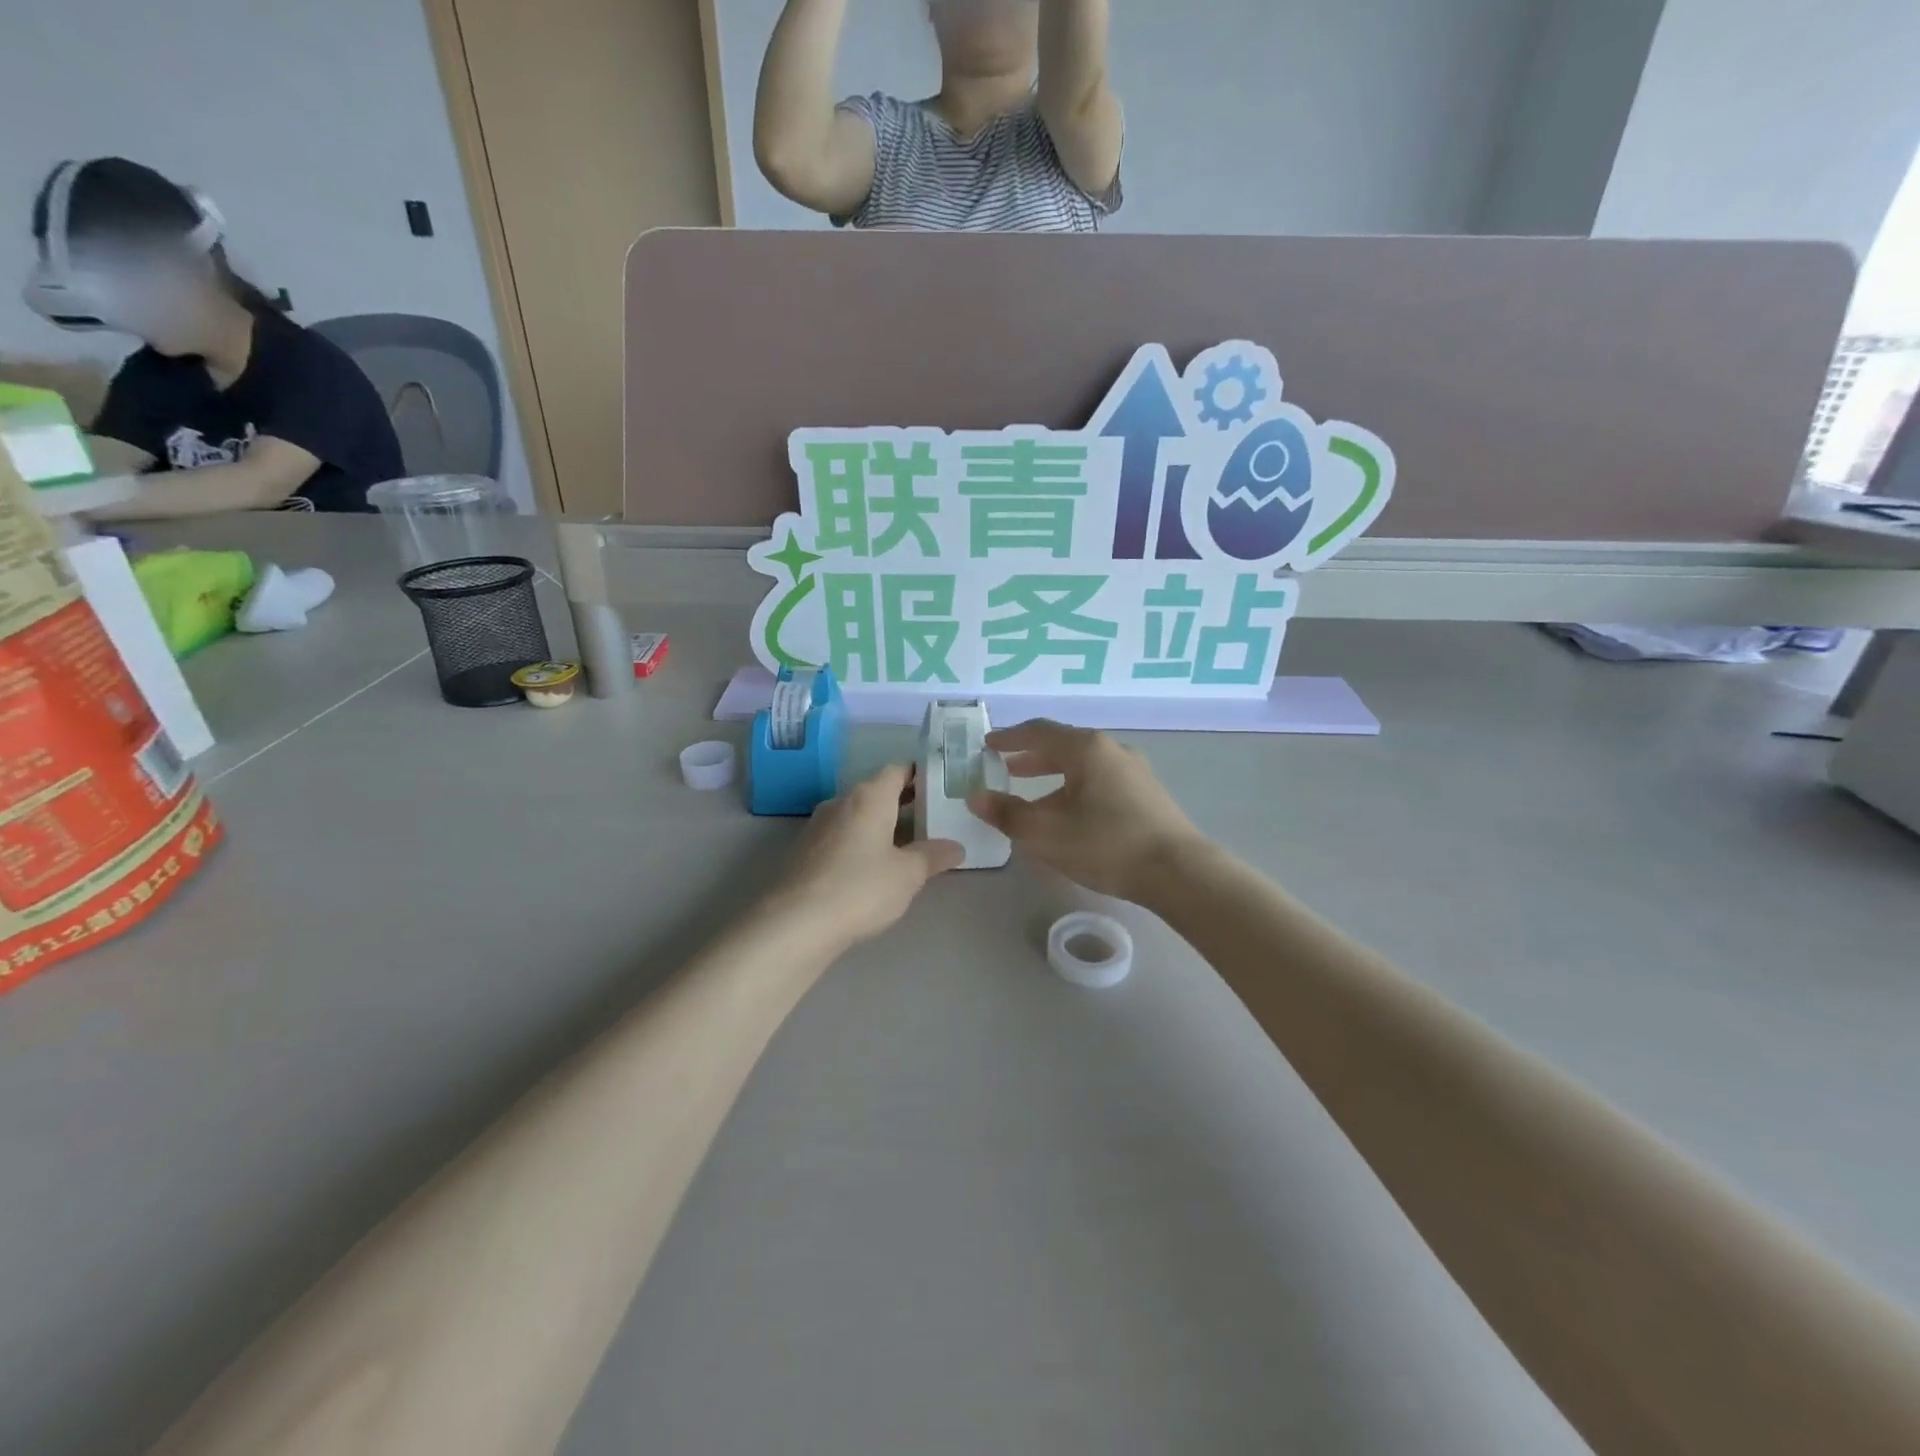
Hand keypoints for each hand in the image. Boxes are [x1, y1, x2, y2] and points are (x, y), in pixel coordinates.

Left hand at [772, 764, 963, 949]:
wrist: (795, 924)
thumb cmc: (860, 888)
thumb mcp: (908, 874)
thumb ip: (933, 856)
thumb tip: (956, 847)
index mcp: (869, 797)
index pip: (897, 770)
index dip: (918, 774)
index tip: (938, 785)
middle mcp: (841, 802)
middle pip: (876, 791)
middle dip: (902, 801)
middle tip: (930, 817)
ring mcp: (818, 826)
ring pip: (856, 815)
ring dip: (880, 824)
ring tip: (906, 845)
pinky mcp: (804, 851)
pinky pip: (840, 836)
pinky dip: (860, 842)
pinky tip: (871, 867)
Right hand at [969, 721, 1203, 902]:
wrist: (1179, 872)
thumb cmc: (1106, 845)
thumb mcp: (1046, 833)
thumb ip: (1007, 813)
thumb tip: (975, 796)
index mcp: (1086, 749)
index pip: (1039, 732)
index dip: (1009, 738)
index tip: (988, 744)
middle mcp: (1111, 750)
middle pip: (1063, 745)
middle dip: (1031, 756)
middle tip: (1005, 767)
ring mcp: (1134, 770)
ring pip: (1084, 765)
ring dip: (1054, 775)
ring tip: (1033, 794)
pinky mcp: (1147, 793)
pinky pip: (1100, 779)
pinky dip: (1075, 786)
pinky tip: (1071, 813)